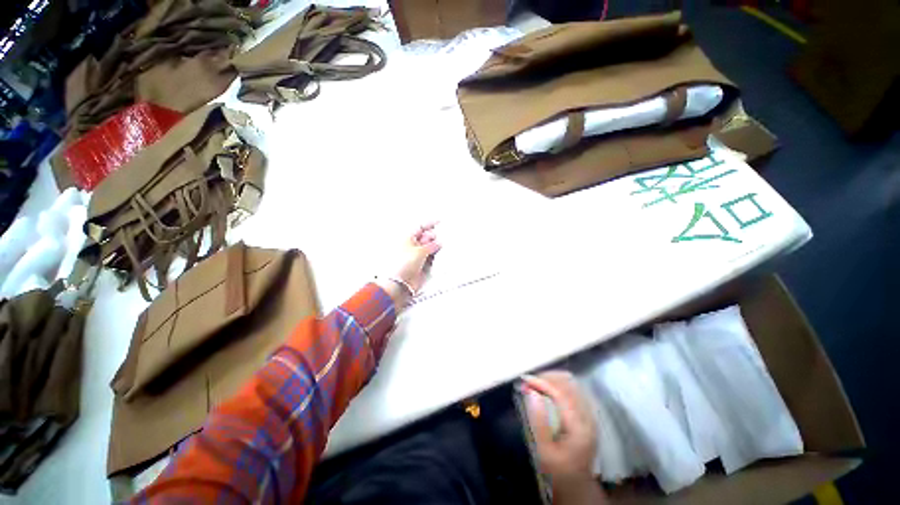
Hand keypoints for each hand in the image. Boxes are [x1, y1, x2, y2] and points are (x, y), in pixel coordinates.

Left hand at [377, 223, 440, 309]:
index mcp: (407, 238)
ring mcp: (415, 255)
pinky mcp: (420, 264)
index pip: (420, 227)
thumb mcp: (420, 251)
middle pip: (425, 237)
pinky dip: (434, 255)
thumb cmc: (403, 265)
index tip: (440, 221)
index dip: (430, 223)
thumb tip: (438, 243)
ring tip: (440, 248)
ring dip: (435, 247)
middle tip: (440, 238)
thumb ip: (431, 245)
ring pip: (429, 247)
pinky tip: (439, 255)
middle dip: (433, 236)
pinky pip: (430, 257)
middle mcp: (411, 245)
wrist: (399, 283)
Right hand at [522, 371, 605, 504]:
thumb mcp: (544, 451)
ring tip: (536, 383)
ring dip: (553, 379)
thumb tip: (531, 392)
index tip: (525, 379)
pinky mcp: (587, 414)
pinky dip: (559, 384)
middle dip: (547, 377)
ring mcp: (590, 414)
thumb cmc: (558, 471)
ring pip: (572, 384)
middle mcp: (588, 417)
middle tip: (529, 381)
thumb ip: (539, 422)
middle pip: (569, 383)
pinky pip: (573, 389)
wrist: (577, 486)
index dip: (542, 382)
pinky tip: (547, 388)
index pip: (561, 394)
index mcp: (579, 427)